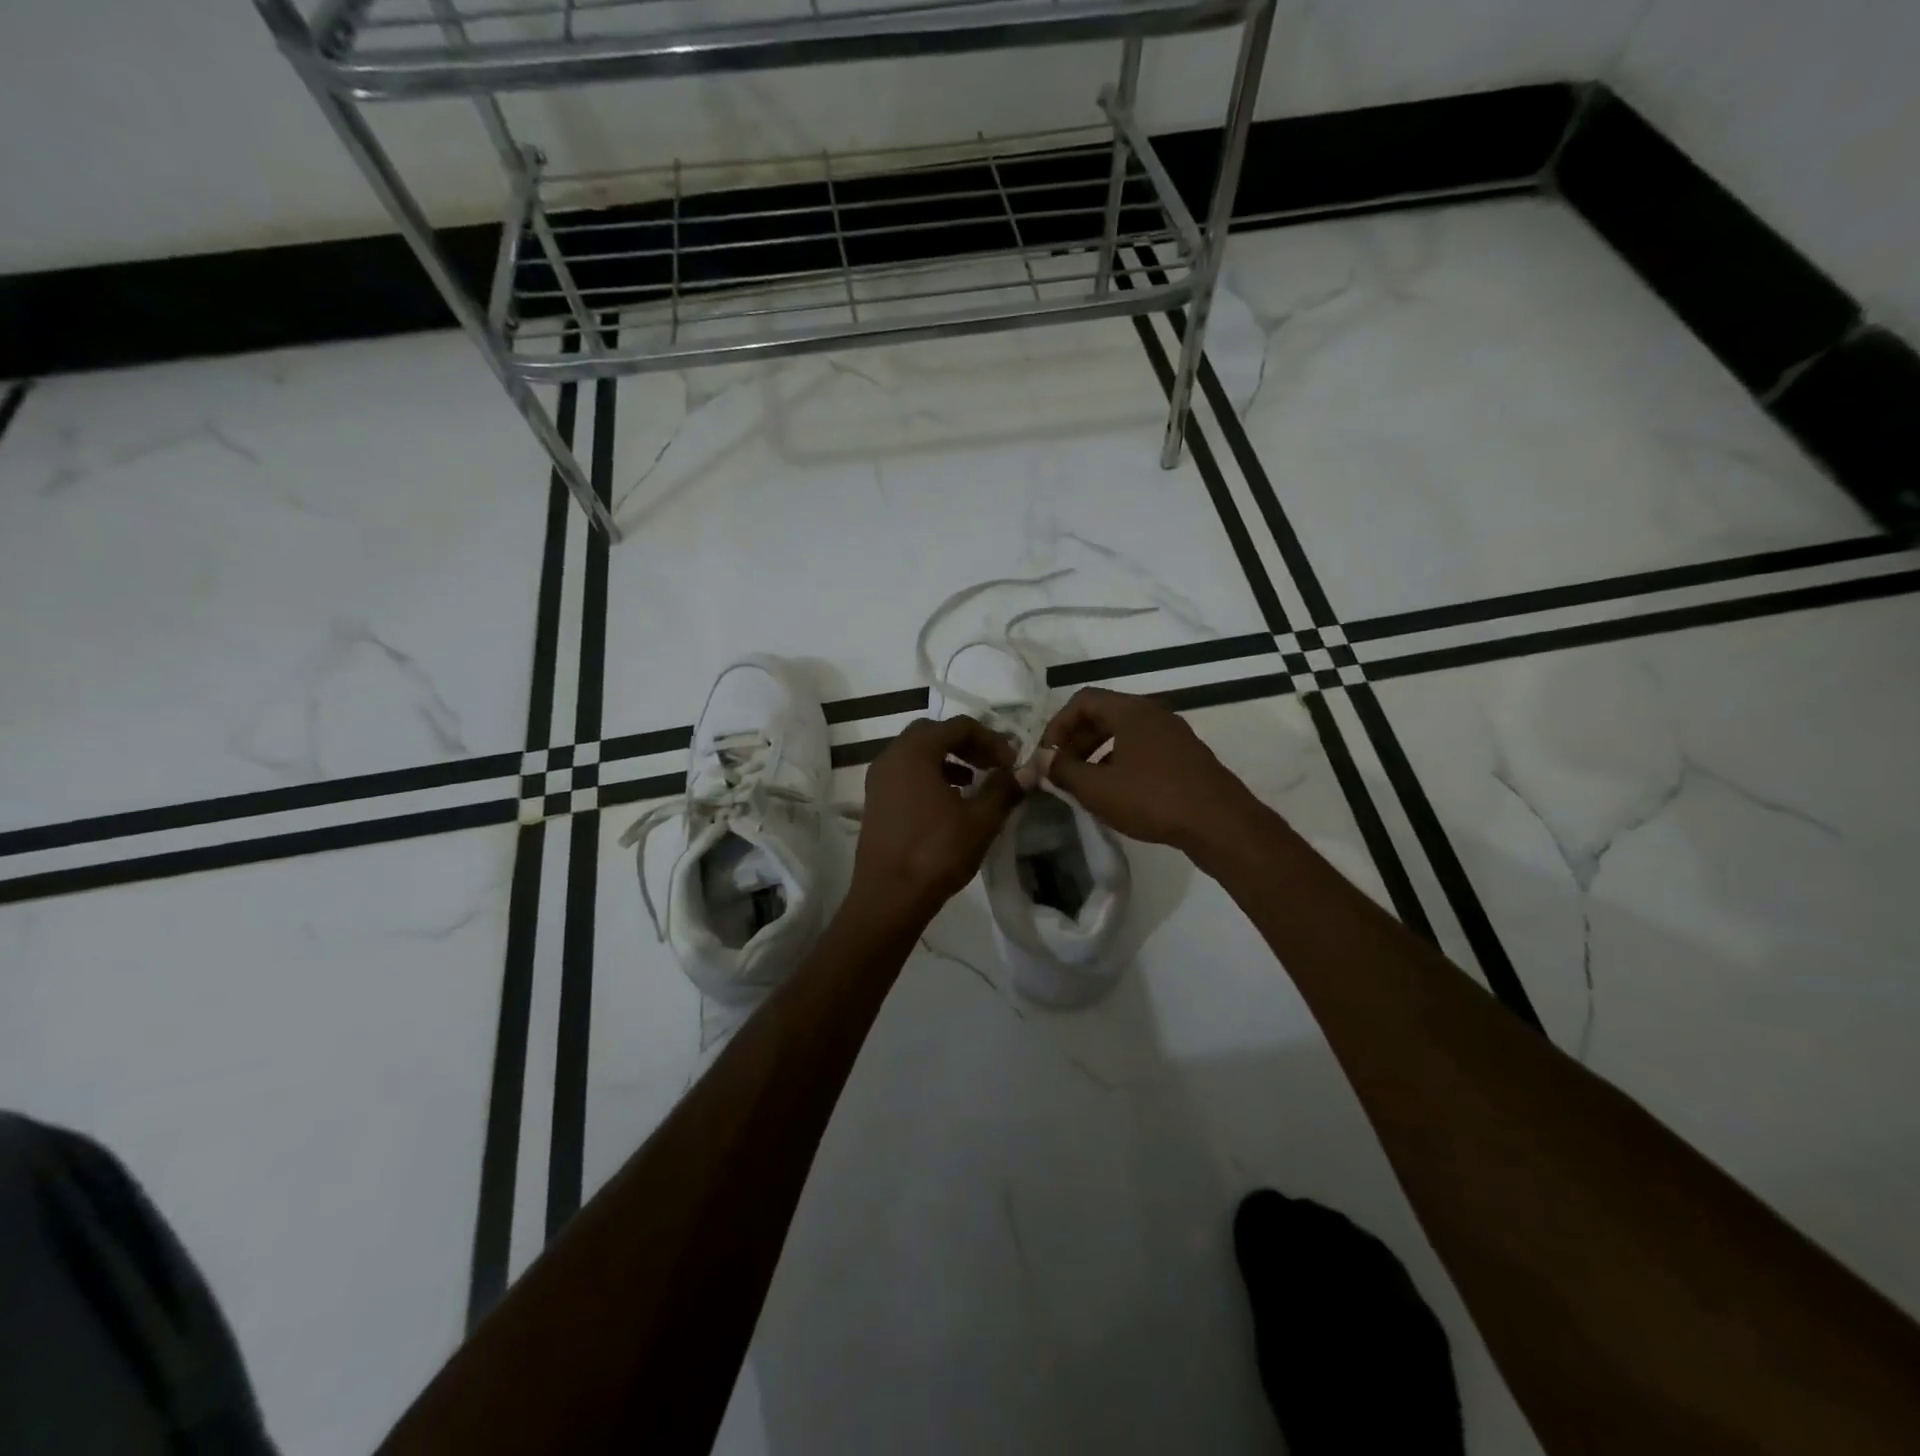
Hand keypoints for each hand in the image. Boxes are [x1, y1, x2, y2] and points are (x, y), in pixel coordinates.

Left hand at [847, 716, 1024, 924]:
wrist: (889, 897)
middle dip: (968, 745)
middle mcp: (891, 757)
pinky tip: (950, 802)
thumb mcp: (980, 820)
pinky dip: (931, 776)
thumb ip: (1005, 789)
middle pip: (934, 734)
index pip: (958, 726)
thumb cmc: (936, 852)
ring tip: (975, 783)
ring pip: (918, 754)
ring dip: (949, 760)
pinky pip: (906, 774)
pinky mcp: (875, 802)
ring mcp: (878, 780)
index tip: (1011, 762)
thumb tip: (1027, 770)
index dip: (991, 739)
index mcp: (914, 752)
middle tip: (993, 765)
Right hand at [1041, 688, 1260, 852]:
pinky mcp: (1186, 757)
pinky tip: (1117, 793)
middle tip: (1062, 769)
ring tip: (1085, 784)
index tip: (1047, 754)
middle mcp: (1154, 714)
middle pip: (1104, 715)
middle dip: (1076, 740)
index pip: (1083, 700)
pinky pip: (1143, 749)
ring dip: (1097, 753)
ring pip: (1124, 734)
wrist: (1219, 823)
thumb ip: (1063, 770)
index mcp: (1131, 711)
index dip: (1058, 724)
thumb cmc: (1152, 798)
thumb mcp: (1097, 788)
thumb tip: (1042, 760)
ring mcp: (1174, 735)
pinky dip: (1121, 762)